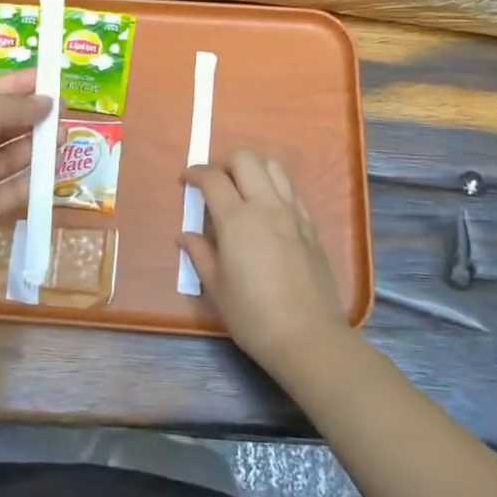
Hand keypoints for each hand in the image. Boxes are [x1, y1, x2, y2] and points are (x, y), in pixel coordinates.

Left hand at [0, 71, 49, 279]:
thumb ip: (13, 108)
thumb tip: (48, 101)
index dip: (19, 84)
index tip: (50, 77)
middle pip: (3, 124)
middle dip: (32, 114)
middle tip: (65, 109)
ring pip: (11, 156)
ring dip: (37, 144)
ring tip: (65, 134)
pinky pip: (13, 188)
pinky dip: (34, 178)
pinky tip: (55, 166)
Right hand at [181, 150, 351, 375]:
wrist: (308, 337)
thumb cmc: (253, 316)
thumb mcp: (217, 288)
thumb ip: (200, 254)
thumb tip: (186, 236)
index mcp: (237, 220)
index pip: (213, 178)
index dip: (195, 172)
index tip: (186, 180)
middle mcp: (266, 206)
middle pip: (245, 159)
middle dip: (224, 163)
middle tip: (214, 184)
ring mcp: (292, 213)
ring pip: (273, 167)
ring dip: (253, 170)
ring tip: (243, 191)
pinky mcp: (310, 226)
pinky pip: (291, 191)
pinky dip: (275, 188)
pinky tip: (268, 211)